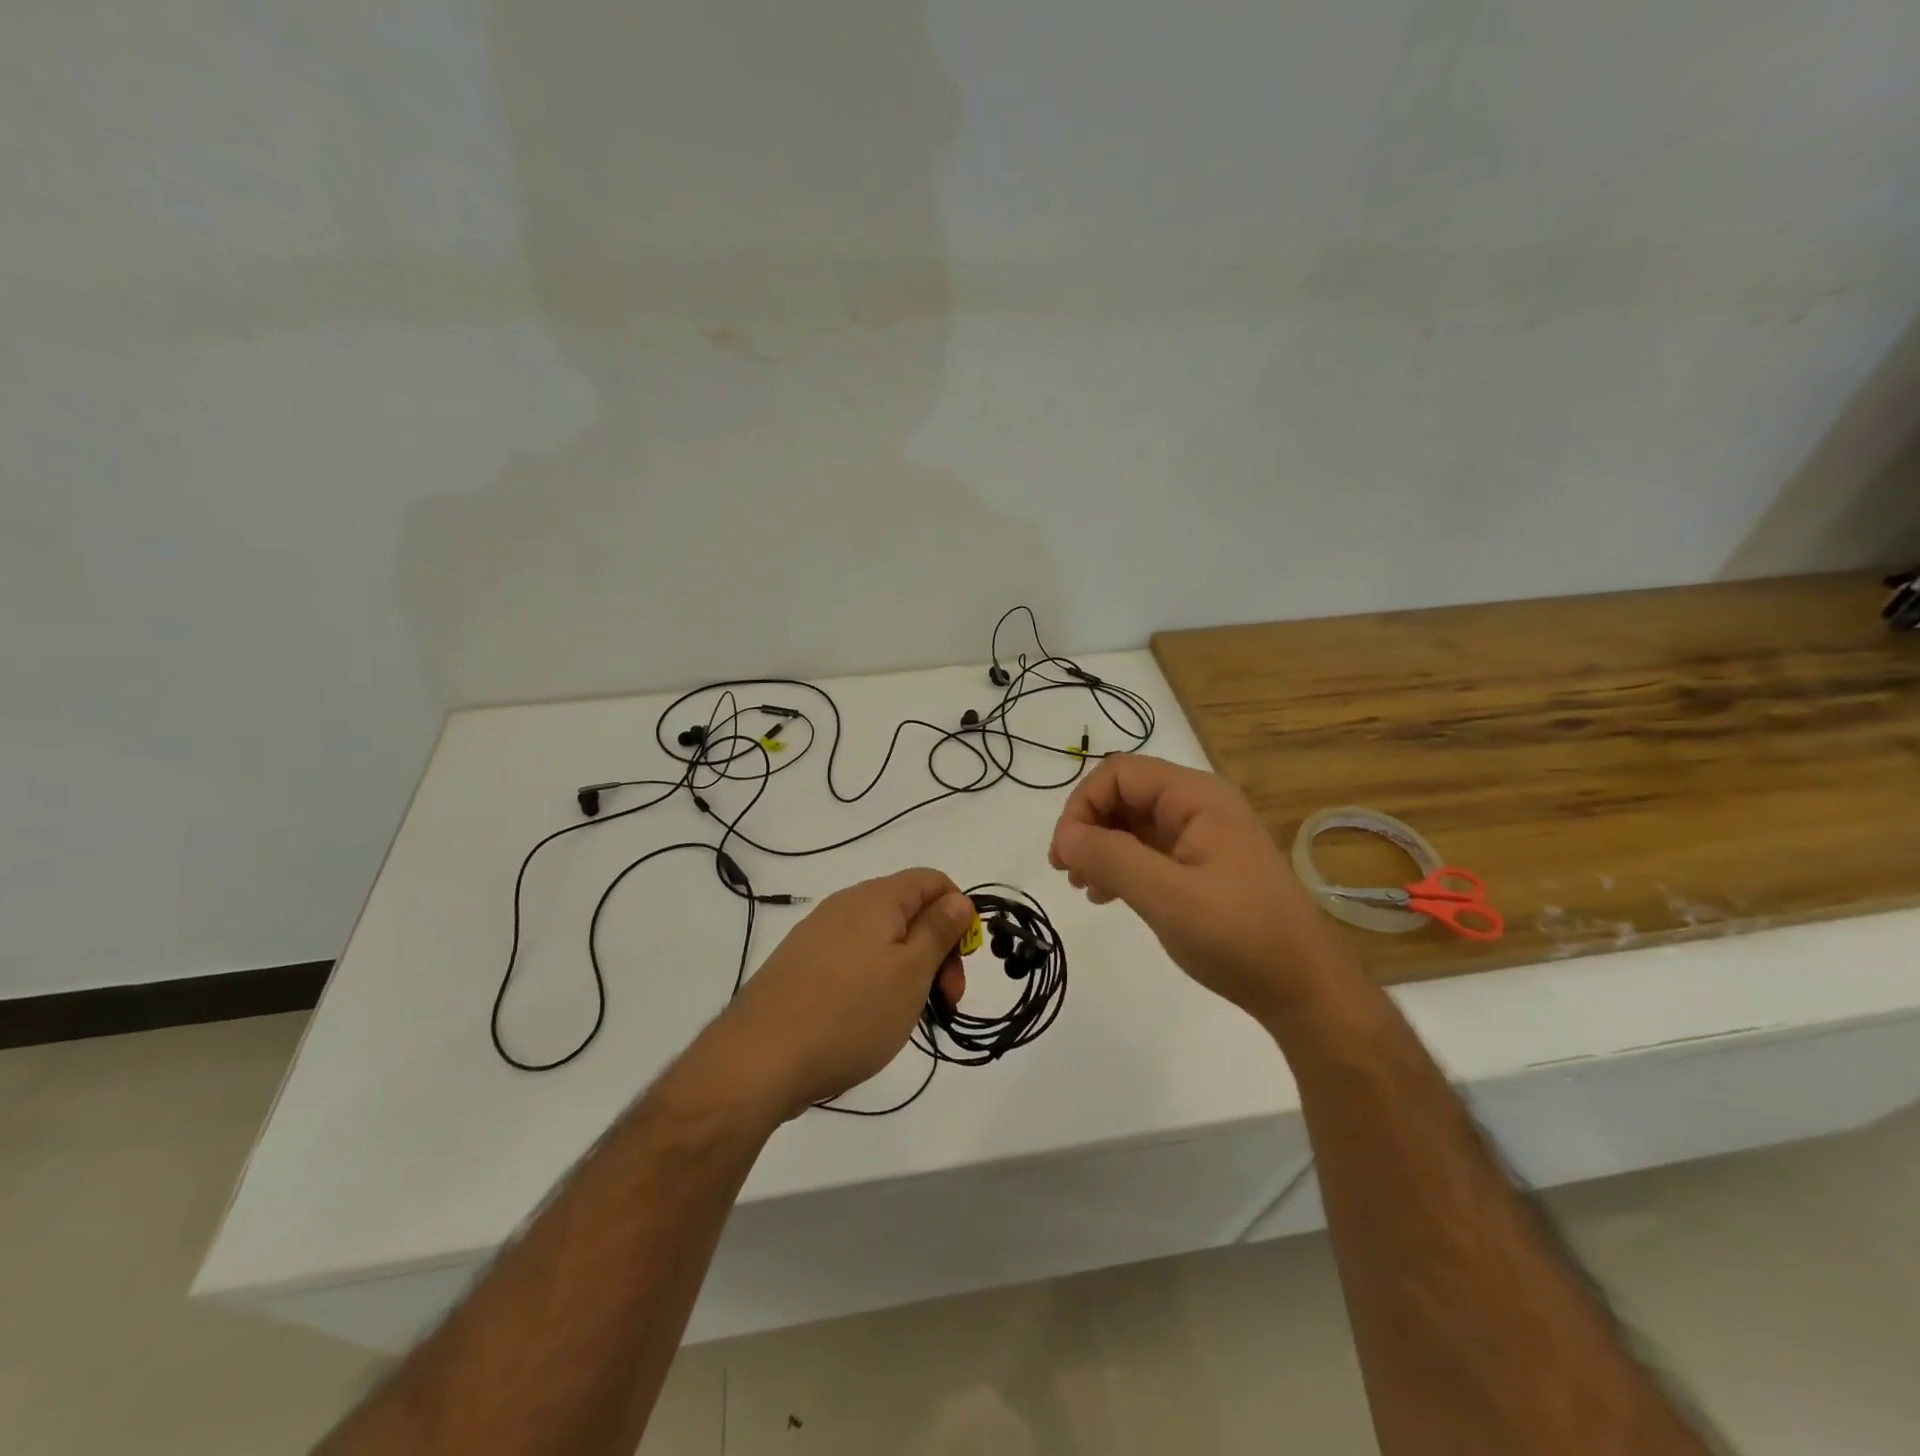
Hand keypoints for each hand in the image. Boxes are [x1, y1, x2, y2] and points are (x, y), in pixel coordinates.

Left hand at [696, 869, 973, 1120]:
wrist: (759, 1059)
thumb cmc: (851, 1012)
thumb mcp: (911, 972)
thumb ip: (938, 930)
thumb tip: (958, 899)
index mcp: (877, 897)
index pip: (932, 881)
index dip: (958, 914)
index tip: (960, 964)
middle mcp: (845, 905)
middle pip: (908, 911)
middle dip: (936, 950)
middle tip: (944, 1002)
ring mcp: (818, 935)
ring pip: (881, 940)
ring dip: (907, 971)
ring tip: (907, 1017)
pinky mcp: (799, 966)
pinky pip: (852, 961)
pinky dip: (874, 982)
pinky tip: (867, 1021)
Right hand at [1049, 754, 1348, 1020]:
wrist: (1304, 990)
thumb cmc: (1238, 936)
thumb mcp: (1167, 896)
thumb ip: (1111, 858)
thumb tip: (1064, 836)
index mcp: (1196, 798)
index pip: (1120, 773)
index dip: (1083, 805)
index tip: (1065, 853)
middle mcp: (1199, 807)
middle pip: (1125, 794)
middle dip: (1088, 826)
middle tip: (1067, 871)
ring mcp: (1202, 837)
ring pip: (1133, 824)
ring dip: (1100, 847)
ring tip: (1084, 886)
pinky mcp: (1202, 867)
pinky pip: (1148, 851)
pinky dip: (1121, 866)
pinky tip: (1107, 895)